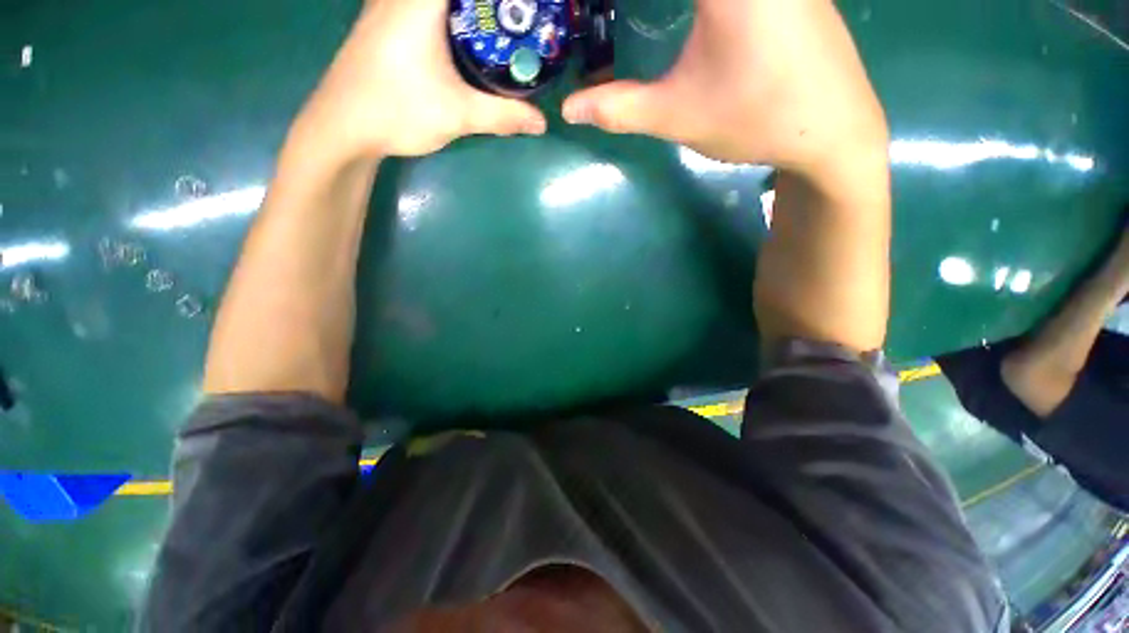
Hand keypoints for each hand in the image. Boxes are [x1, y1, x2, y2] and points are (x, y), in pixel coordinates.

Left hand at [299, 0, 547, 158]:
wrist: (342, 127)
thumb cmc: (398, 111)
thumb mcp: (458, 115)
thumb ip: (503, 115)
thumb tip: (541, 122)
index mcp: (420, 2)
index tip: (520, 8)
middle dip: (488, 7)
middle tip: (513, 20)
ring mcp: (387, 5)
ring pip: (437, 2)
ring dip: (466, 11)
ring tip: (495, 29)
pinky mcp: (382, 22)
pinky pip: (421, 8)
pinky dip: (447, 14)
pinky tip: (461, 37)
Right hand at [563, 0, 887, 177]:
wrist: (834, 129)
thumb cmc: (756, 120)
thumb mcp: (678, 115)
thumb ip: (618, 107)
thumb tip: (569, 109)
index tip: (586, 11)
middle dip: (641, 6)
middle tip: (603, 18)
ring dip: (663, 3)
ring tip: (638, 20)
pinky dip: (695, 2)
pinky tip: (689, 17)